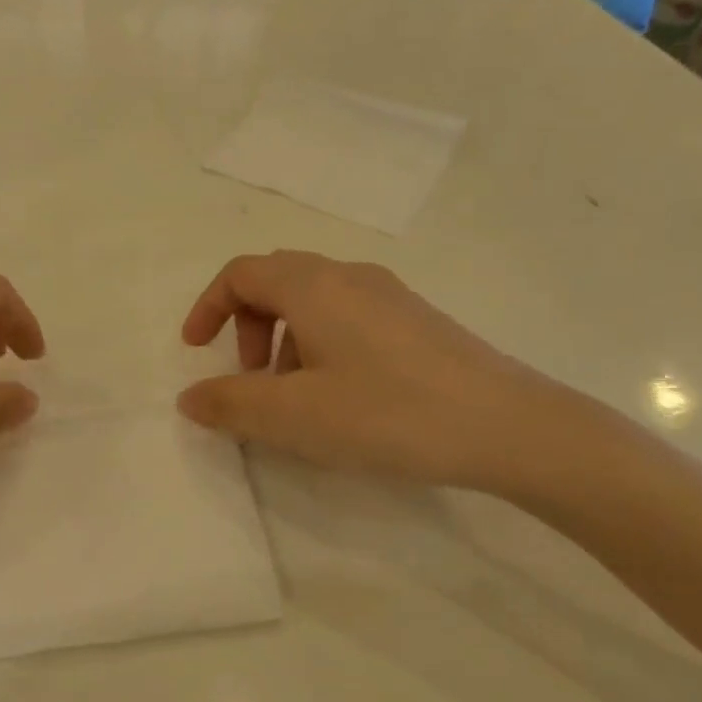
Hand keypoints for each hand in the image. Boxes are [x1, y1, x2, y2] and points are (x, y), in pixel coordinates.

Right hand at [177, 251, 571, 492]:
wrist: (511, 428)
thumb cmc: (390, 413)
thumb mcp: (295, 416)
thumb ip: (231, 404)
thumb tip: (189, 397)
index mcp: (313, 286)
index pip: (241, 273)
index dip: (208, 307)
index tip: (195, 350)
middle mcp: (349, 276)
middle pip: (276, 280)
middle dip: (246, 324)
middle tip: (249, 377)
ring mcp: (389, 295)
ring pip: (313, 300)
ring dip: (284, 338)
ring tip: (296, 397)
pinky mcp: (417, 320)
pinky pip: (347, 316)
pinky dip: (320, 344)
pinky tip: (344, 396)